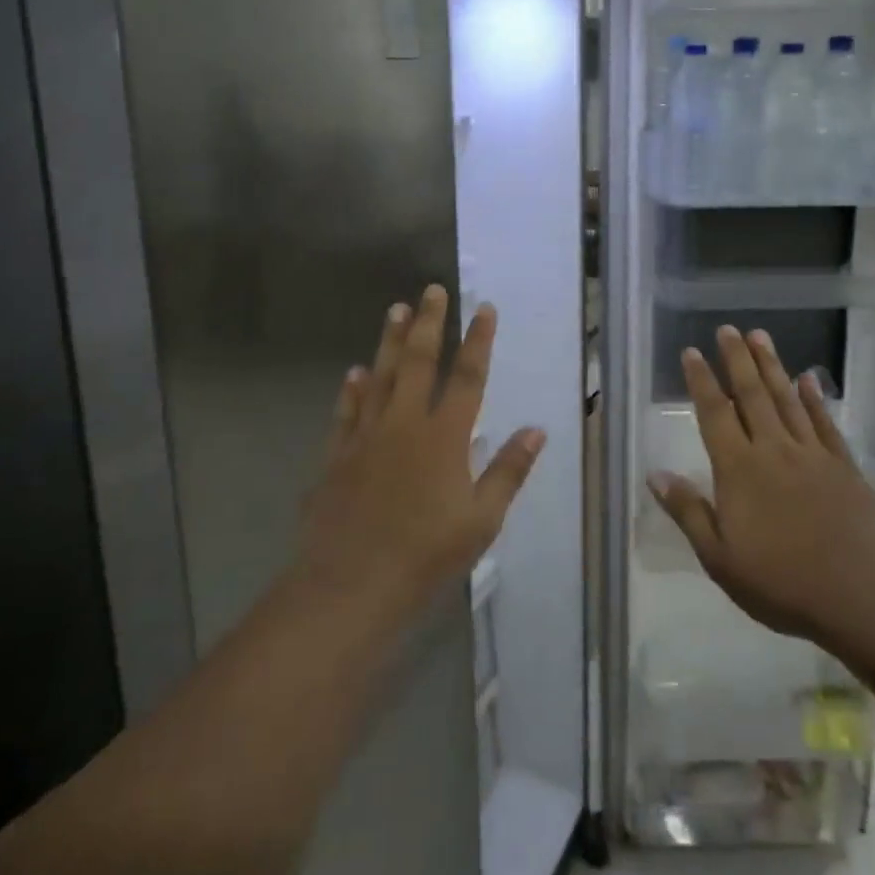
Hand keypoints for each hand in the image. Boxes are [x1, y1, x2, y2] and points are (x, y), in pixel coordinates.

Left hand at [299, 286, 545, 609]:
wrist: (351, 585)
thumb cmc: (426, 555)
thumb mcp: (482, 519)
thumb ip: (508, 470)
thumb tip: (537, 429)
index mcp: (445, 436)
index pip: (468, 377)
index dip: (479, 340)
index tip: (484, 308)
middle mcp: (405, 424)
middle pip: (420, 363)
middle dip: (430, 324)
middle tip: (432, 289)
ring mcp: (366, 437)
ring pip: (380, 377)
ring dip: (390, 342)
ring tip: (395, 310)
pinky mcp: (337, 456)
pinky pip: (347, 412)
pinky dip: (351, 390)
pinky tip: (353, 373)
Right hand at [650, 326, 874, 644]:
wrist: (862, 595)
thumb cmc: (781, 581)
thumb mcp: (720, 558)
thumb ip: (688, 511)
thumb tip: (654, 474)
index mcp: (739, 470)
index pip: (715, 414)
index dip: (702, 381)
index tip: (692, 352)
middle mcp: (773, 450)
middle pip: (751, 395)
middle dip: (738, 359)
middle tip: (728, 329)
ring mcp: (812, 455)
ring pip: (787, 399)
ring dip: (772, 366)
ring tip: (760, 336)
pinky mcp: (843, 466)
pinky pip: (825, 423)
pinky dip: (815, 398)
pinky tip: (808, 379)